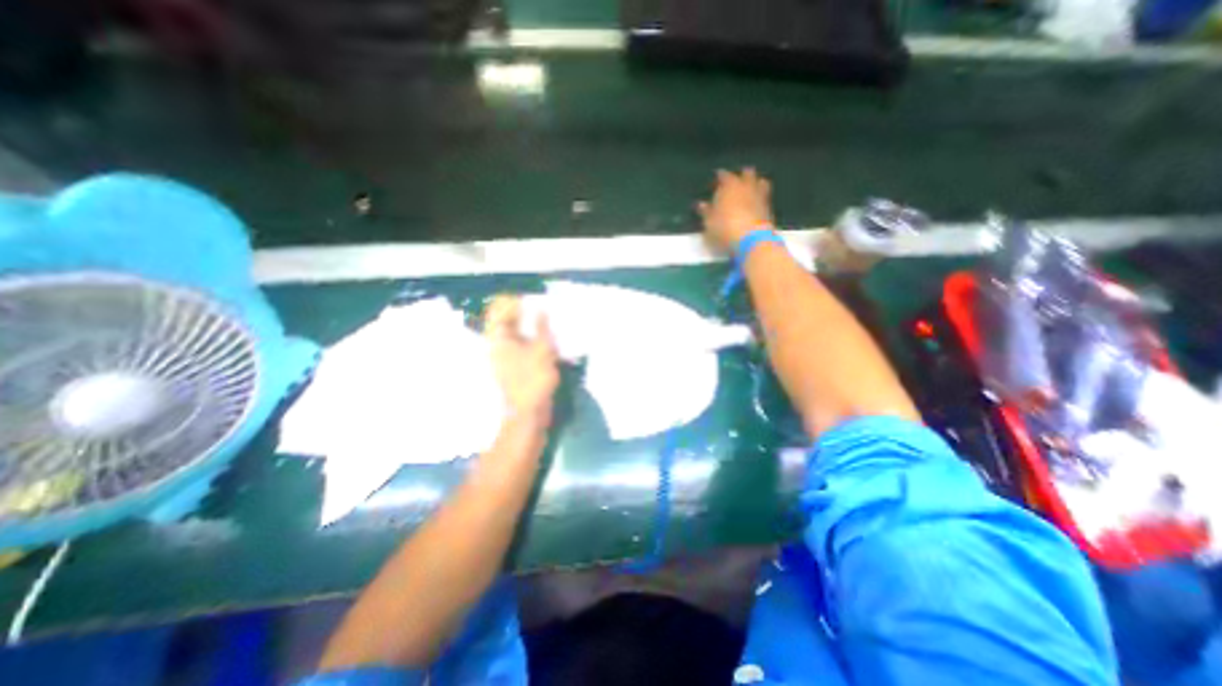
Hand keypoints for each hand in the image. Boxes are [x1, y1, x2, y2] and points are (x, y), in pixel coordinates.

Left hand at [487, 296, 562, 433]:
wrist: (529, 414)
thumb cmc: (533, 380)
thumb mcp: (542, 350)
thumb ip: (541, 327)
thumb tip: (540, 308)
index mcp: (499, 339)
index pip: (498, 310)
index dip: (513, 301)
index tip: (532, 298)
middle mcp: (498, 345)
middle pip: (507, 321)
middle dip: (524, 312)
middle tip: (544, 308)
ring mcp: (506, 357)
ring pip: (517, 333)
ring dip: (531, 326)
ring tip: (549, 323)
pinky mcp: (516, 366)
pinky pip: (523, 345)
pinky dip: (534, 339)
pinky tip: (548, 340)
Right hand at [696, 167, 771, 252]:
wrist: (752, 239)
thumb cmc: (724, 228)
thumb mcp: (709, 222)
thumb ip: (706, 212)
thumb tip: (701, 205)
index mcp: (730, 185)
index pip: (724, 175)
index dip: (719, 177)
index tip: (716, 179)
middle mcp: (747, 186)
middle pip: (747, 173)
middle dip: (741, 175)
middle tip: (735, 182)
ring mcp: (760, 195)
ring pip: (760, 182)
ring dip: (755, 183)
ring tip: (750, 189)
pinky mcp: (769, 208)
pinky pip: (765, 196)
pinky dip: (760, 197)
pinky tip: (755, 203)